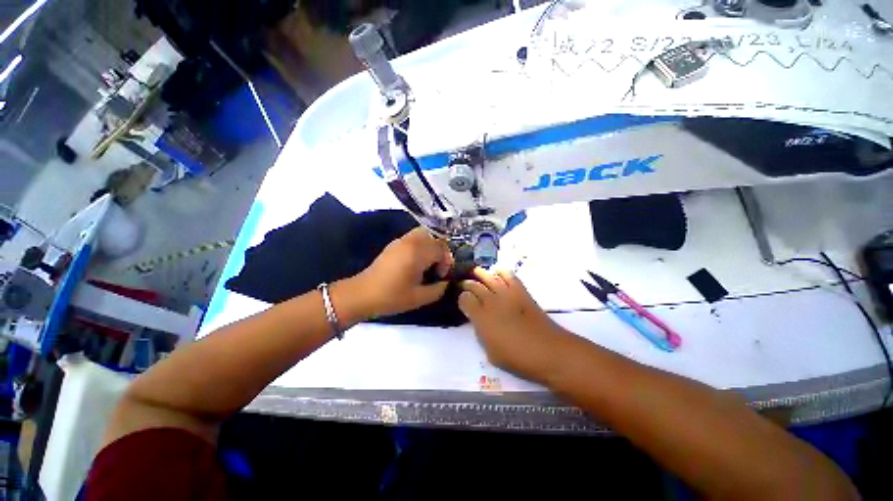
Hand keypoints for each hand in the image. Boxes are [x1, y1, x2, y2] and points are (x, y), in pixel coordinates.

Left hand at [342, 227, 453, 320]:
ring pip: (423, 234)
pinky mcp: (393, 244)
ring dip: (430, 246)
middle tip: (437, 267)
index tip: (440, 276)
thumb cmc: (391, 297)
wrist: (362, 294)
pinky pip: (413, 238)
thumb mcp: (419, 298)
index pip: (441, 248)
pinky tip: (415, 262)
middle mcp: (410, 242)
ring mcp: (400, 241)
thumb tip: (446, 282)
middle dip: (440, 252)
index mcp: (417, 253)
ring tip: (428, 263)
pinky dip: (420, 245)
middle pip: (434, 238)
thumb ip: (438, 289)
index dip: (446, 262)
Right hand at [459, 268, 571, 383]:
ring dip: (480, 273)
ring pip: (488, 276)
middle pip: (474, 285)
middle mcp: (491, 301)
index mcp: (481, 317)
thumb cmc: (517, 357)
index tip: (464, 302)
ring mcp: (506, 293)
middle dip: (467, 284)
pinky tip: (497, 273)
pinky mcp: (520, 291)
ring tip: (476, 272)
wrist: (548, 350)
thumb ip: (481, 334)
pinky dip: (501, 271)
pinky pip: (508, 275)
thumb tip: (479, 323)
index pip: (464, 299)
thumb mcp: (491, 353)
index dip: (462, 299)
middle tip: (465, 285)